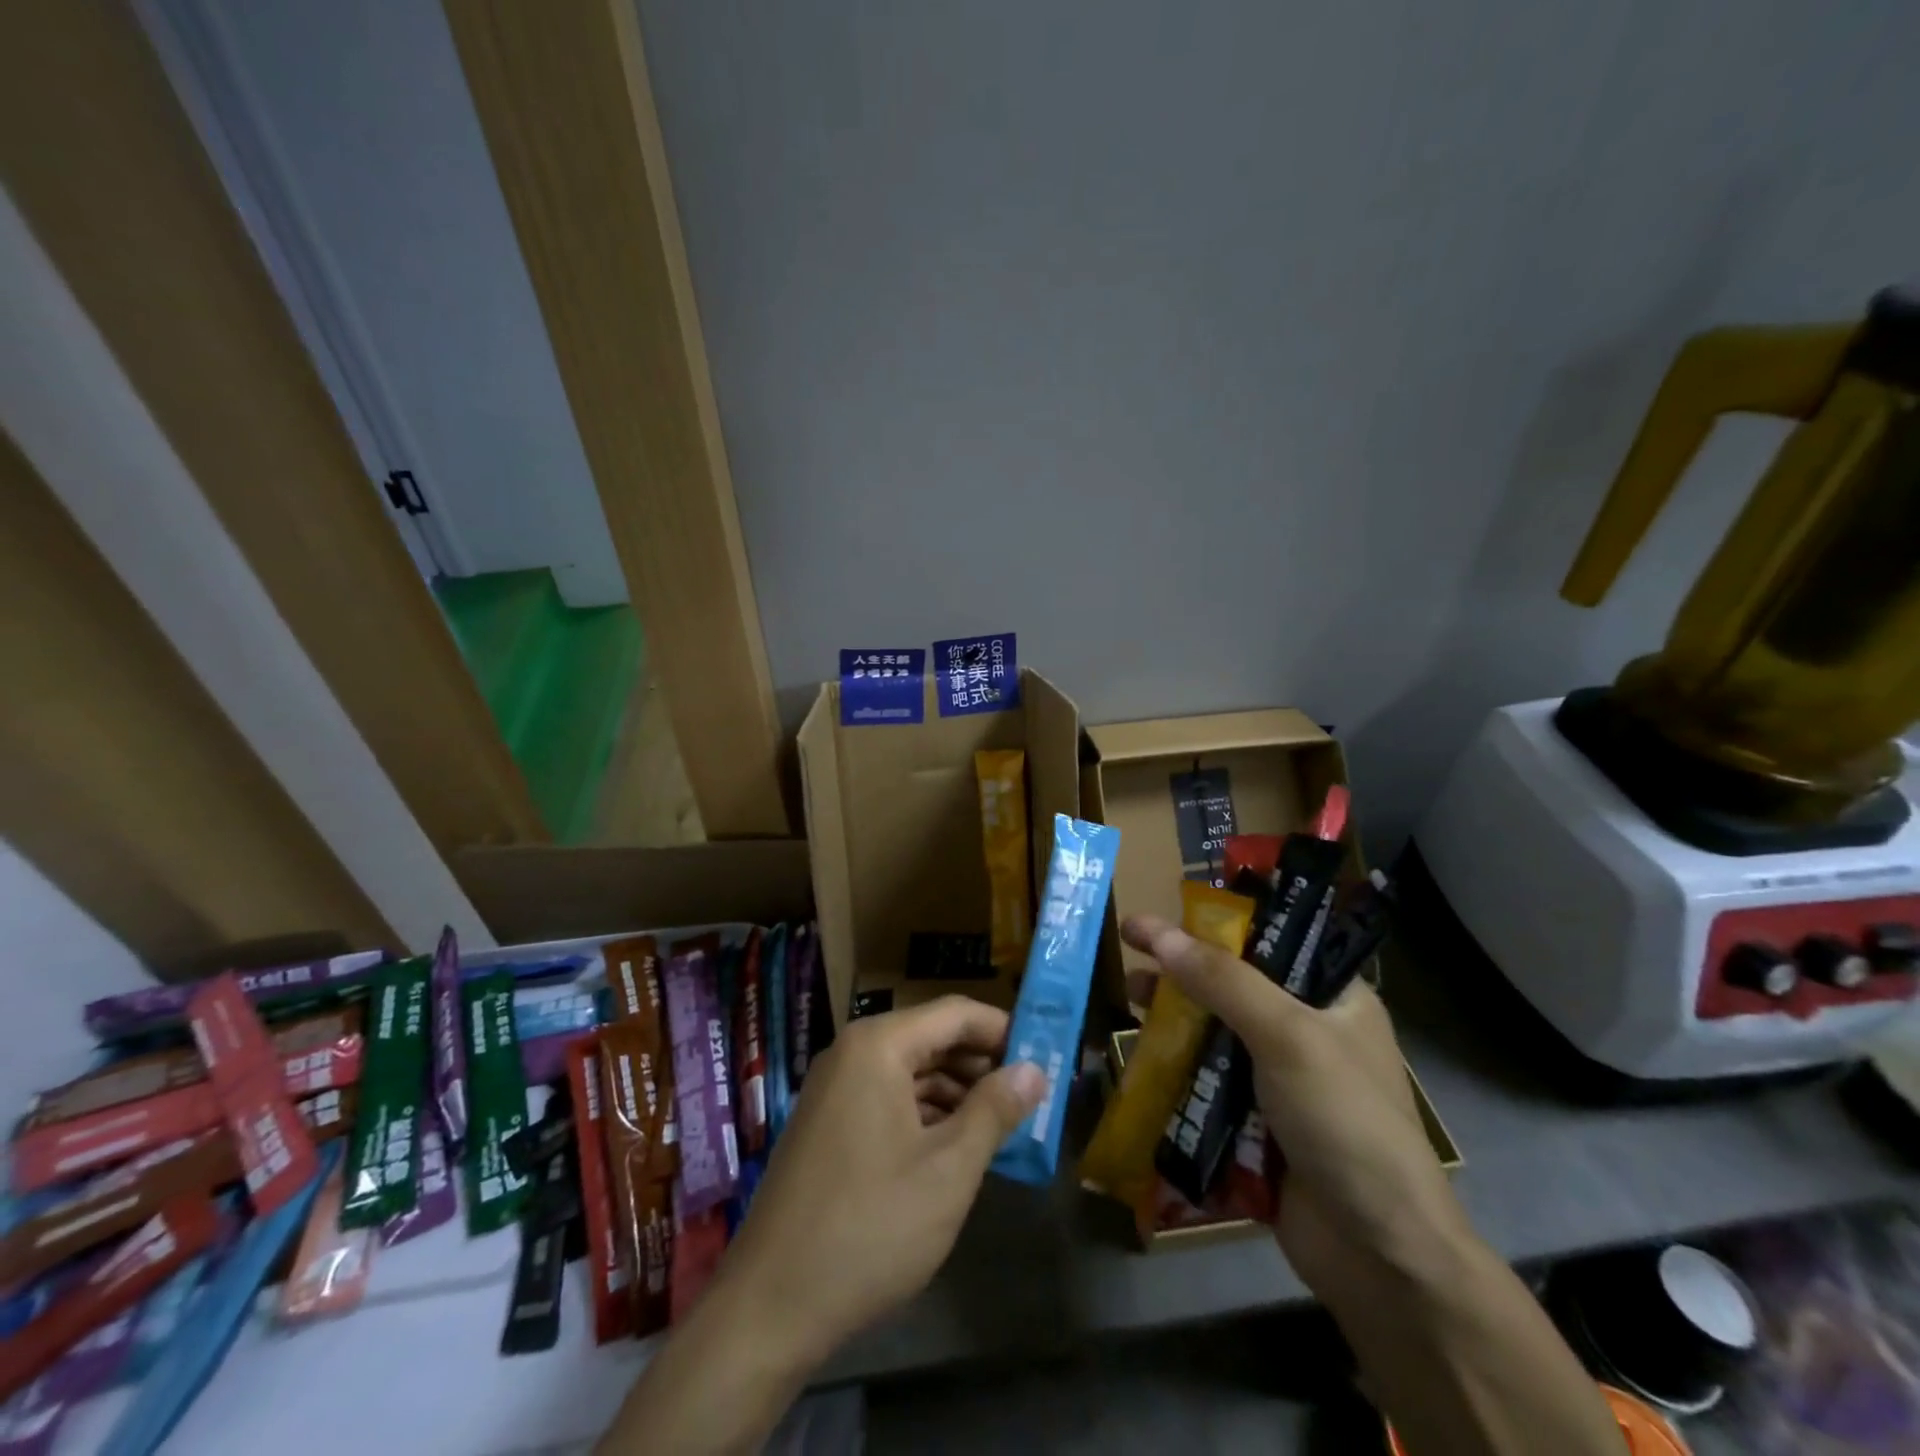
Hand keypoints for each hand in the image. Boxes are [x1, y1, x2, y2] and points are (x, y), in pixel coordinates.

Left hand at [716, 995, 1045, 1367]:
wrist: (769, 1307)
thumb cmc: (870, 1227)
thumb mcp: (949, 1169)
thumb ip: (995, 1110)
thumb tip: (1034, 1069)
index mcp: (879, 1045)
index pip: (956, 1013)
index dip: (1004, 1030)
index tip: (1046, 1057)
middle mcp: (852, 1053)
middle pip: (932, 1038)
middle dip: (983, 1064)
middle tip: (1032, 1096)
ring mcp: (835, 1089)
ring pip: (911, 1070)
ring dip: (958, 1092)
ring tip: (1003, 1125)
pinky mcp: (828, 1124)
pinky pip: (888, 1098)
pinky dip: (926, 1114)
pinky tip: (956, 1147)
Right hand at [1120, 916, 1466, 1301]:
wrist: (1378, 1257)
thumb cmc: (1344, 1122)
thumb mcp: (1288, 1036)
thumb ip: (1223, 981)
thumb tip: (1158, 932)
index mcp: (1335, 999)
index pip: (1273, 940)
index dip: (1219, 922)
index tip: (1168, 908)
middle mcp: (1308, 1031)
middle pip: (1234, 984)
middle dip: (1184, 967)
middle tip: (1133, 946)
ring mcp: (1280, 1079)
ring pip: (1215, 1031)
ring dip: (1173, 1014)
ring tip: (1129, 996)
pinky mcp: (1255, 1121)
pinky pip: (1207, 1078)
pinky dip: (1175, 1063)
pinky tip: (1140, 1052)